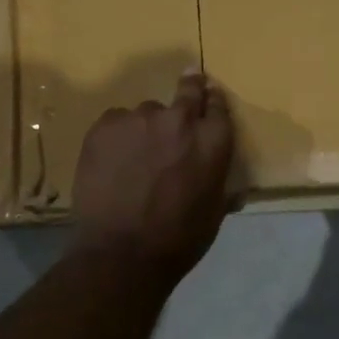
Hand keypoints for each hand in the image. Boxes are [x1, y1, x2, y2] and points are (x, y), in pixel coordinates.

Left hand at [69, 70, 238, 286]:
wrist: (121, 253)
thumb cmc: (178, 240)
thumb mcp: (214, 211)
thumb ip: (219, 182)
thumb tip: (232, 186)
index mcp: (213, 140)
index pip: (218, 105)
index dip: (212, 101)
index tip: (208, 98)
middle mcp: (180, 119)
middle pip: (188, 89)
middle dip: (189, 87)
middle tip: (186, 85)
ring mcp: (139, 118)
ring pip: (146, 111)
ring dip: (147, 127)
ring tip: (135, 155)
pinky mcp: (105, 125)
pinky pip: (116, 122)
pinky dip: (118, 136)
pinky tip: (113, 161)